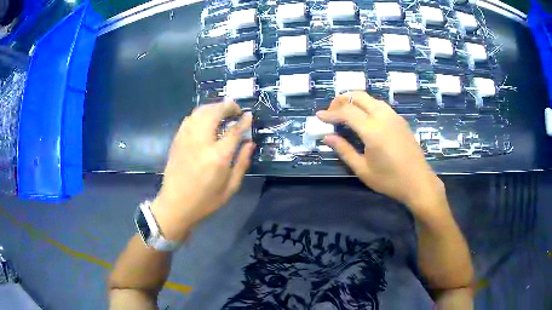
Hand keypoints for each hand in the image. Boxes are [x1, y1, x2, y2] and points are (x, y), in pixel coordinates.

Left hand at [151, 101, 254, 241]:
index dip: (243, 120)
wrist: (175, 205)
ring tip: (222, 111)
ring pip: (200, 112)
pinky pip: (189, 119)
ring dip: (213, 107)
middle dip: (227, 106)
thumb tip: (249, 143)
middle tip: (235, 109)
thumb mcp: (230, 187)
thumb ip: (242, 163)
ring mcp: (186, 139)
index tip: (248, 115)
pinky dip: (200, 114)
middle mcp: (201, 142)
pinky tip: (205, 120)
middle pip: (214, 113)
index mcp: (218, 157)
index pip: (233, 130)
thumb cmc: (206, 201)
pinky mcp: (177, 140)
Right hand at [316, 92, 444, 210]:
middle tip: (331, 112)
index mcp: (372, 130)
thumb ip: (344, 150)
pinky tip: (364, 118)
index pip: (346, 112)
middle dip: (341, 100)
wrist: (419, 182)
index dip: (330, 113)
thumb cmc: (390, 180)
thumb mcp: (363, 170)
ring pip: (370, 98)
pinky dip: (367, 105)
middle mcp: (383, 117)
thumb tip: (327, 137)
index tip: (319, 116)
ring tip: (345, 113)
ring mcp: (394, 116)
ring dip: (355, 101)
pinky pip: (380, 105)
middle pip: (358, 96)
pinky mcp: (400, 120)